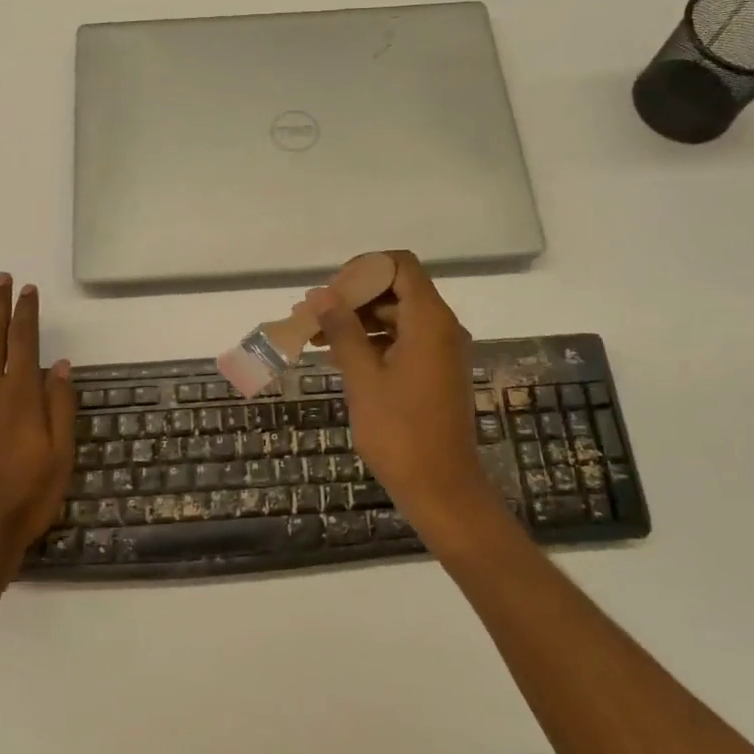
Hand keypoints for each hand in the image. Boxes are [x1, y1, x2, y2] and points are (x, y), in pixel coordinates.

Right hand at [307, 252, 514, 555]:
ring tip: (314, 335)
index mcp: (430, 320)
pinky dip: (371, 341)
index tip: (330, 291)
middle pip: (396, 289)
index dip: (363, 268)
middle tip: (312, 314)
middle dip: (353, 296)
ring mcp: (440, 351)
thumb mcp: (363, 377)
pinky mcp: (434, 372)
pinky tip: (337, 355)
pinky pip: (401, 340)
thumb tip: (320, 295)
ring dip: (357, 320)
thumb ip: (343, 330)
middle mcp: (441, 327)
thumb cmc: (400, 432)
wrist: (441, 488)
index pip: (400, 265)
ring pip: (395, 316)